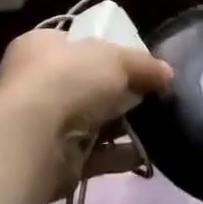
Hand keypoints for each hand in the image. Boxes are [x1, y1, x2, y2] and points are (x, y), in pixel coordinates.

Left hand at [0, 29, 173, 192]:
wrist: (35, 139)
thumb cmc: (69, 79)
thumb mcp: (115, 58)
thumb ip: (143, 64)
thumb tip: (167, 73)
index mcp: (40, 46)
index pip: (73, 43)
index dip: (103, 49)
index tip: (132, 61)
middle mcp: (35, 82)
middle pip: (84, 83)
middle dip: (116, 91)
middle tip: (148, 93)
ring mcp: (41, 124)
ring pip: (89, 121)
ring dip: (119, 125)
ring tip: (154, 124)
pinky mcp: (53, 161)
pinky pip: (92, 155)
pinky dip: (117, 155)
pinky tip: (144, 154)